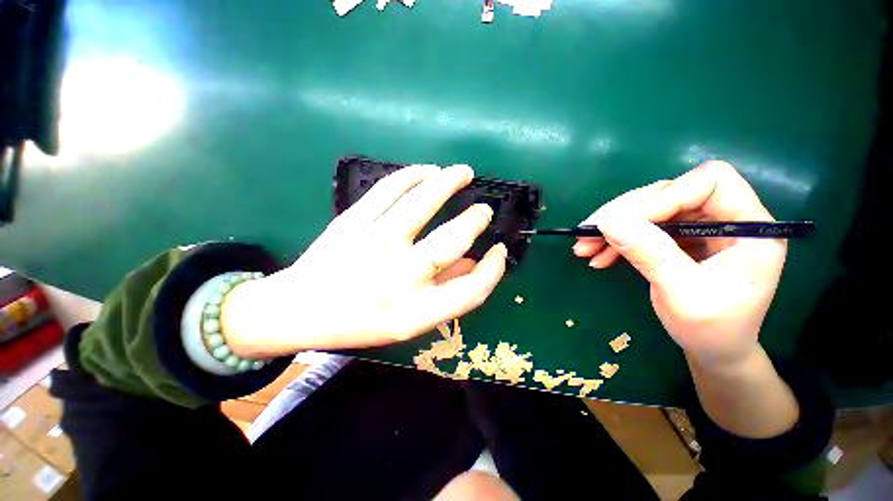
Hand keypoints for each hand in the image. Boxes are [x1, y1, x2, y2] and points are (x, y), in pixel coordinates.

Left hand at [221, 164, 507, 357]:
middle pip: (453, 240)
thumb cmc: (359, 321)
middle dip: (476, 220)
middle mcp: (399, 278)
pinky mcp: (352, 222)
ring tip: (463, 172)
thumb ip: (445, 293)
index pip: (472, 290)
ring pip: (423, 202)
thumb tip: (475, 262)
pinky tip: (427, 170)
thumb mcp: (407, 322)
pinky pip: (388, 189)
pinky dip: (413, 174)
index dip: (493, 270)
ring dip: (449, 182)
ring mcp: (374, 244)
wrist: (299, 309)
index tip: (499, 251)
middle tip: (483, 210)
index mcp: (415, 312)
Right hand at [573, 162, 786, 368]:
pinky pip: (640, 227)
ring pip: (648, 209)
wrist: (714, 351)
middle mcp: (724, 218)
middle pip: (669, 192)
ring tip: (583, 248)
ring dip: (612, 227)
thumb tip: (607, 223)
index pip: (710, 183)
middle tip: (587, 234)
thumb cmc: (712, 330)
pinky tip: (597, 255)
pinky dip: (615, 240)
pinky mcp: (677, 238)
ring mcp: (698, 228)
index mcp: (749, 228)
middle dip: (624, 213)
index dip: (665, 197)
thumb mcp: (683, 295)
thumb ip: (650, 255)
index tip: (625, 223)